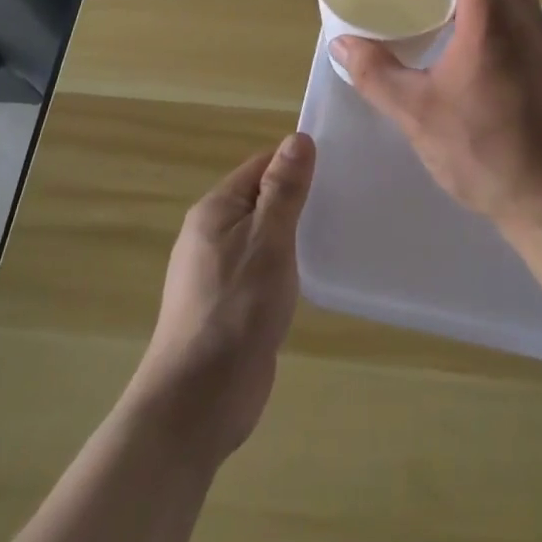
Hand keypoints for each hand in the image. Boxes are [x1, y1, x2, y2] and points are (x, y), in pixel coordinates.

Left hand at [130, 132, 315, 462]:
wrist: (197, 403)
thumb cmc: (235, 310)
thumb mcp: (267, 241)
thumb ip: (283, 190)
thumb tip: (297, 138)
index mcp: (215, 210)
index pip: (260, 166)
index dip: (295, 163)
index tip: (337, 168)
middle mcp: (211, 235)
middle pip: (260, 199)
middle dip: (297, 199)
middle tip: (344, 200)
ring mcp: (217, 273)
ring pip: (262, 237)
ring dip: (293, 235)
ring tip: (335, 233)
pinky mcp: (229, 307)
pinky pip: (261, 270)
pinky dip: (285, 266)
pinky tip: (311, 276)